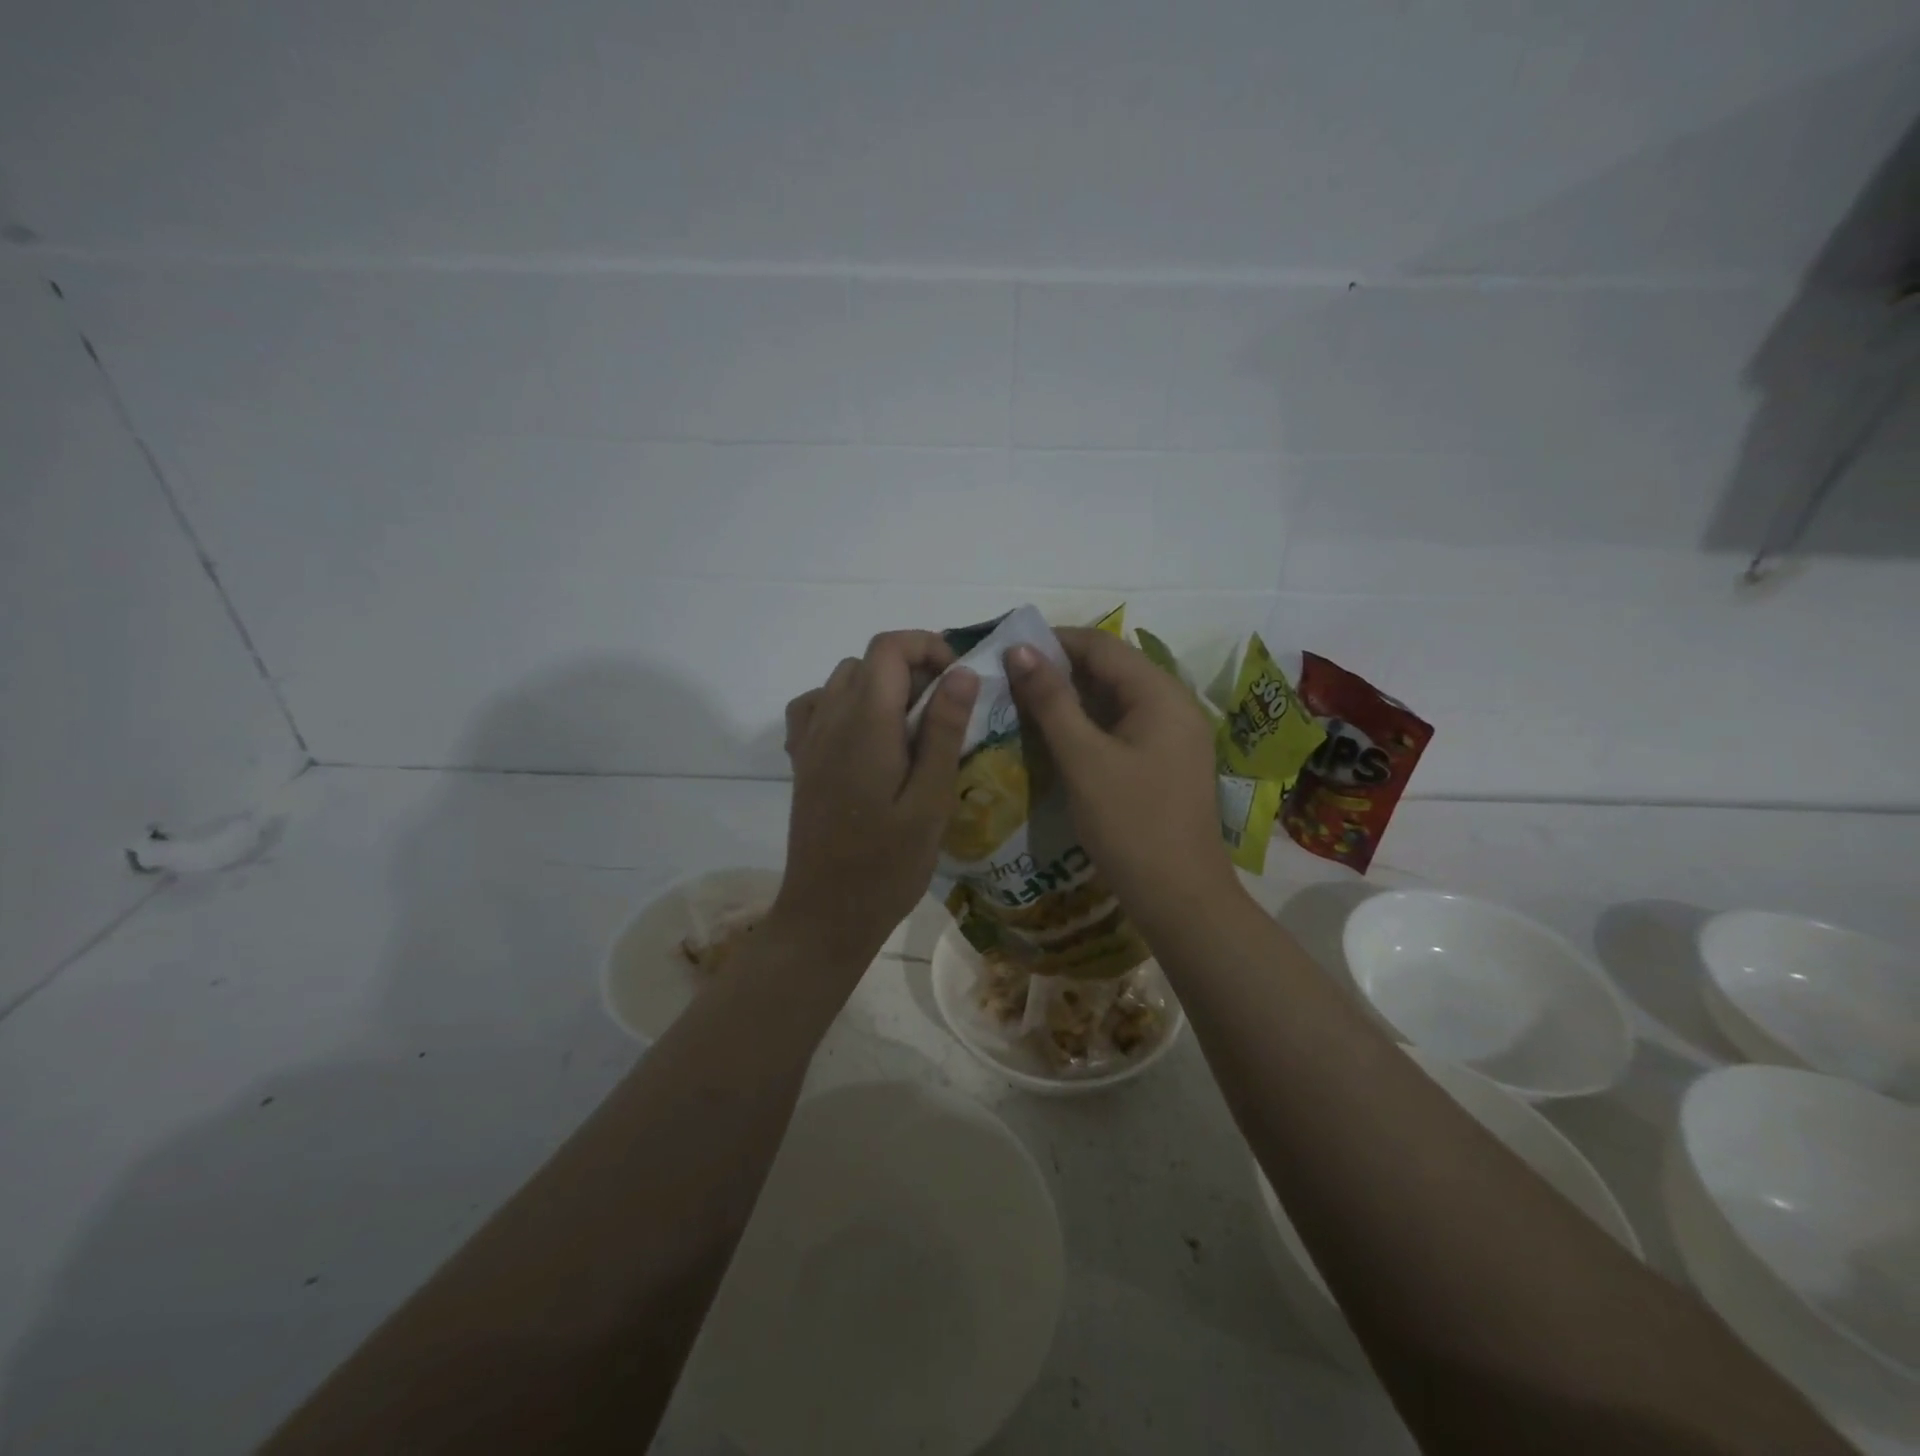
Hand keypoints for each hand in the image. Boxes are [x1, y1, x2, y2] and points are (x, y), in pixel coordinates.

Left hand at [774, 631, 979, 965]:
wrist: (827, 914)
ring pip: (843, 680)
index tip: (959, 678)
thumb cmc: (888, 864)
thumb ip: (944, 730)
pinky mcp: (802, 761)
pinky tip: (867, 737)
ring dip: (880, 686)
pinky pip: (817, 706)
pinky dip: (845, 703)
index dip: (927, 645)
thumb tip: (963, 672)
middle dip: (911, 667)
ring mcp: (810, 740)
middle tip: (946, 710)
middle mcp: (830, 719)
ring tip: (912, 726)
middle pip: (868, 660)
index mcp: (865, 723)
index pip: (889, 647)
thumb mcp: (931, 800)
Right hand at [1006, 627, 1234, 933]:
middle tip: (1008, 680)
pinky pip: (1123, 726)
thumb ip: (1051, 701)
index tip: (1007, 650)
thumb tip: (1020, 650)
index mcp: (1161, 694)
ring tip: (1023, 704)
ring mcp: (1174, 735)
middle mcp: (1174, 705)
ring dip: (1072, 698)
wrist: (1180, 898)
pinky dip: (1089, 725)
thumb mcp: (1083, 759)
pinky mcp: (1166, 762)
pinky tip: (1056, 737)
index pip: (1102, 646)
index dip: (1053, 641)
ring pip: (1115, 699)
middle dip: (1060, 670)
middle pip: (1111, 669)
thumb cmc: (1130, 824)